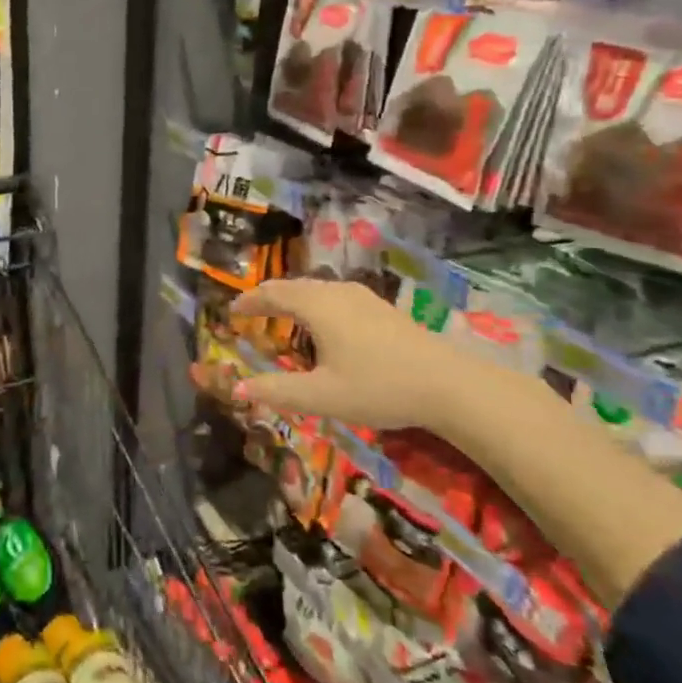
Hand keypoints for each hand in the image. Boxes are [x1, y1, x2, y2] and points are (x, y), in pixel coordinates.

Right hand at [232, 279, 475, 432]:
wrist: (450, 385)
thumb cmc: (379, 387)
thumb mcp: (321, 396)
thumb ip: (276, 391)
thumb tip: (237, 387)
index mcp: (317, 306)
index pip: (273, 294)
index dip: (249, 301)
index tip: (231, 311)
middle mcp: (337, 293)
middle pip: (294, 286)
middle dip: (269, 297)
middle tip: (251, 311)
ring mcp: (364, 298)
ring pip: (317, 289)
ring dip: (294, 299)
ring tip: (282, 315)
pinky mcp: (382, 308)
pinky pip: (335, 296)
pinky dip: (316, 304)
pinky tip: (324, 324)